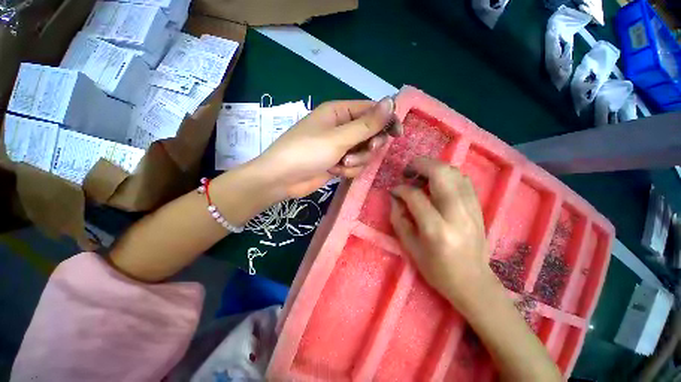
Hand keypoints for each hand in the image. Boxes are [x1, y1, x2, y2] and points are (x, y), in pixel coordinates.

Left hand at [253, 97, 400, 198]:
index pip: (371, 110)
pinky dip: (348, 170)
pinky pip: (355, 165)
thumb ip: (367, 124)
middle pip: (370, 134)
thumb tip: (392, 102)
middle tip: (366, 150)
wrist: (282, 179)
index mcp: (339, 112)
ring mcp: (340, 147)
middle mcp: (341, 127)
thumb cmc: (307, 152)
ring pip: (364, 153)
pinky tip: (335, 171)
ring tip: (341, 164)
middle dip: (369, 146)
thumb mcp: (338, 137)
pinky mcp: (338, 162)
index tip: (397, 133)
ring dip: (356, 161)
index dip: (386, 120)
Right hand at [389, 157, 495, 310]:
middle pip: (440, 174)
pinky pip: (463, 180)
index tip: (394, 190)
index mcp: (436, 229)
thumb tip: (395, 197)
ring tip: (421, 176)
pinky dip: (448, 175)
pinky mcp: (478, 208)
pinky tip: (437, 183)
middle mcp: (456, 214)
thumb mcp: (410, 247)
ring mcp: (472, 209)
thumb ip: (399, 218)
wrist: (473, 282)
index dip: (401, 189)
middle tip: (408, 171)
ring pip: (454, 173)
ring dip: (434, 168)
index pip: (415, 196)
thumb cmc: (436, 269)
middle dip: (420, 165)